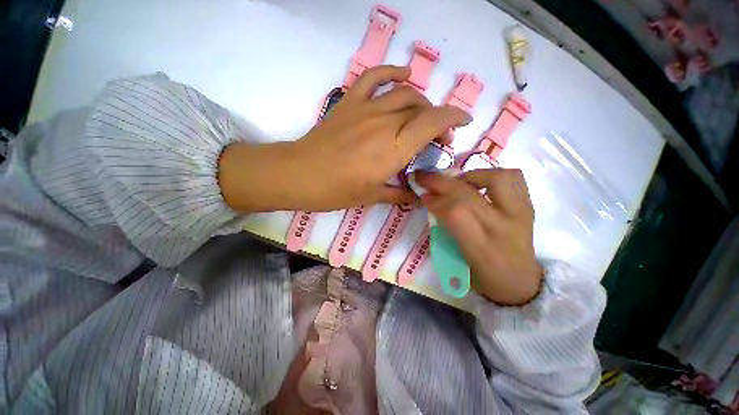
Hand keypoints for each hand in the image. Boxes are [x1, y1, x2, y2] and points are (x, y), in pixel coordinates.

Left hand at [219, 65, 470, 212]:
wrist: (300, 174)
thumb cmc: (337, 191)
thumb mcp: (372, 197)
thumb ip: (398, 193)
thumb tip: (416, 196)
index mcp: (393, 150)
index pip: (433, 123)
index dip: (453, 119)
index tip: (463, 123)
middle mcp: (385, 124)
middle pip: (421, 109)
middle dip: (437, 119)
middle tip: (436, 137)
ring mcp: (366, 109)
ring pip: (404, 93)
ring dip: (421, 102)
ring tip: (422, 115)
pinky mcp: (350, 102)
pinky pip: (374, 77)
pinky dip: (391, 71)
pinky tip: (403, 73)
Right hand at [415, 168, 542, 305]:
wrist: (520, 283)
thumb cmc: (483, 278)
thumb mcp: (456, 262)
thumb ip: (443, 231)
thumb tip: (431, 201)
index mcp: (482, 249)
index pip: (455, 214)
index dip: (435, 200)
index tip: (422, 195)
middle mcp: (503, 228)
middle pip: (469, 194)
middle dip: (440, 182)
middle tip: (425, 177)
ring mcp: (520, 214)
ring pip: (496, 178)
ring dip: (469, 175)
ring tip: (456, 182)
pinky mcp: (529, 206)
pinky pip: (513, 177)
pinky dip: (491, 174)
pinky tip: (478, 182)